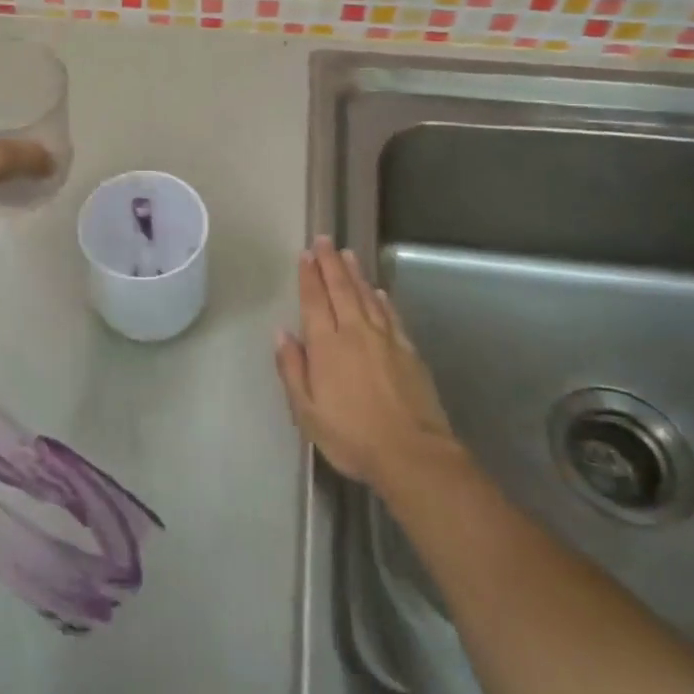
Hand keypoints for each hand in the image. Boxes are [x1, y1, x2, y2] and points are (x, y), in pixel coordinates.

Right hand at [273, 236, 460, 491]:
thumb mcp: (307, 411)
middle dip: (330, 263)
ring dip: (355, 274)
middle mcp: (355, 333)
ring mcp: (385, 339)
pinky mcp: (409, 351)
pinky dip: (382, 299)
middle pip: (341, 289)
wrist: (412, 454)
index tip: (306, 254)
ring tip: (348, 254)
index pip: (315, 301)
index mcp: (326, 346)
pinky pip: (391, 315)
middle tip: (325, 240)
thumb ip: (292, 369)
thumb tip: (282, 334)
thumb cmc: (351, 436)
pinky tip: (378, 291)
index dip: (309, 276)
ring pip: (367, 296)